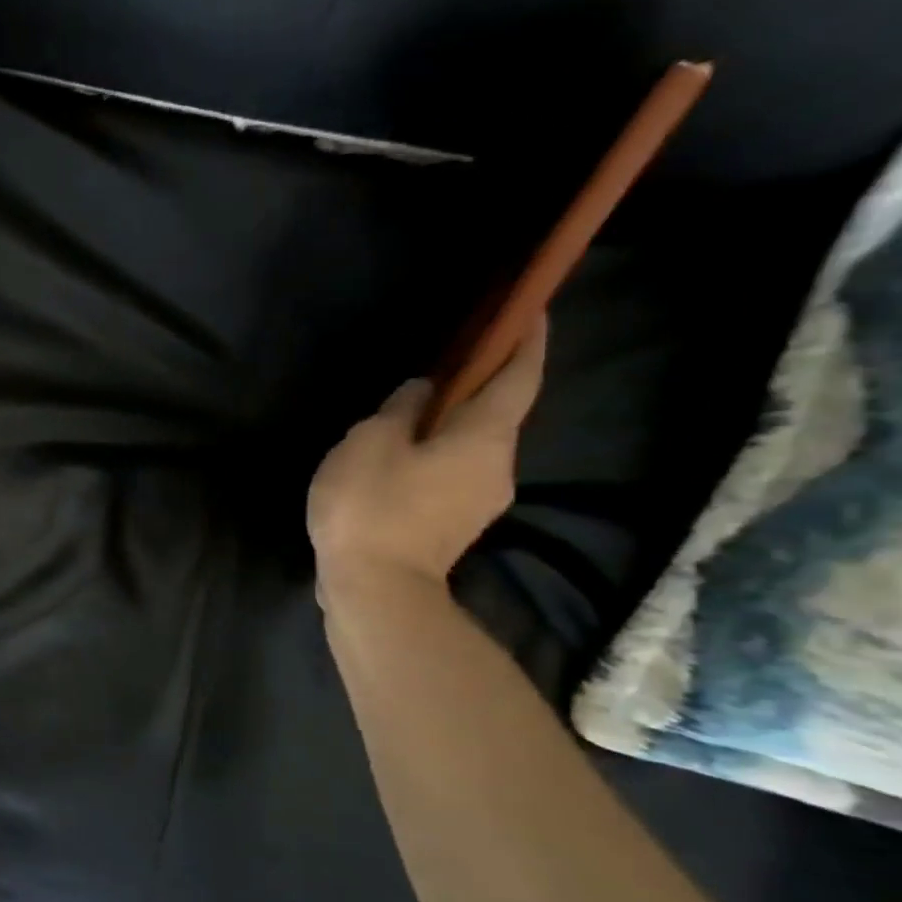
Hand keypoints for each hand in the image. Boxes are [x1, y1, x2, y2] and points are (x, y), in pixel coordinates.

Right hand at [307, 317, 546, 597]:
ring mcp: (479, 502)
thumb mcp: (370, 444)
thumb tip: (421, 392)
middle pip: (497, 414)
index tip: (531, 311)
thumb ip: (398, 410)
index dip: (527, 341)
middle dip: (479, 386)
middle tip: (445, 367)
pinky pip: (452, 475)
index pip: (518, 377)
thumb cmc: (373, 507)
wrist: (375, 590)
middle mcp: (497, 467)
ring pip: (471, 448)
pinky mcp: (453, 527)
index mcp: (485, 438)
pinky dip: (435, 456)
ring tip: (408, 418)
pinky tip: (398, 461)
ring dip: (450, 426)